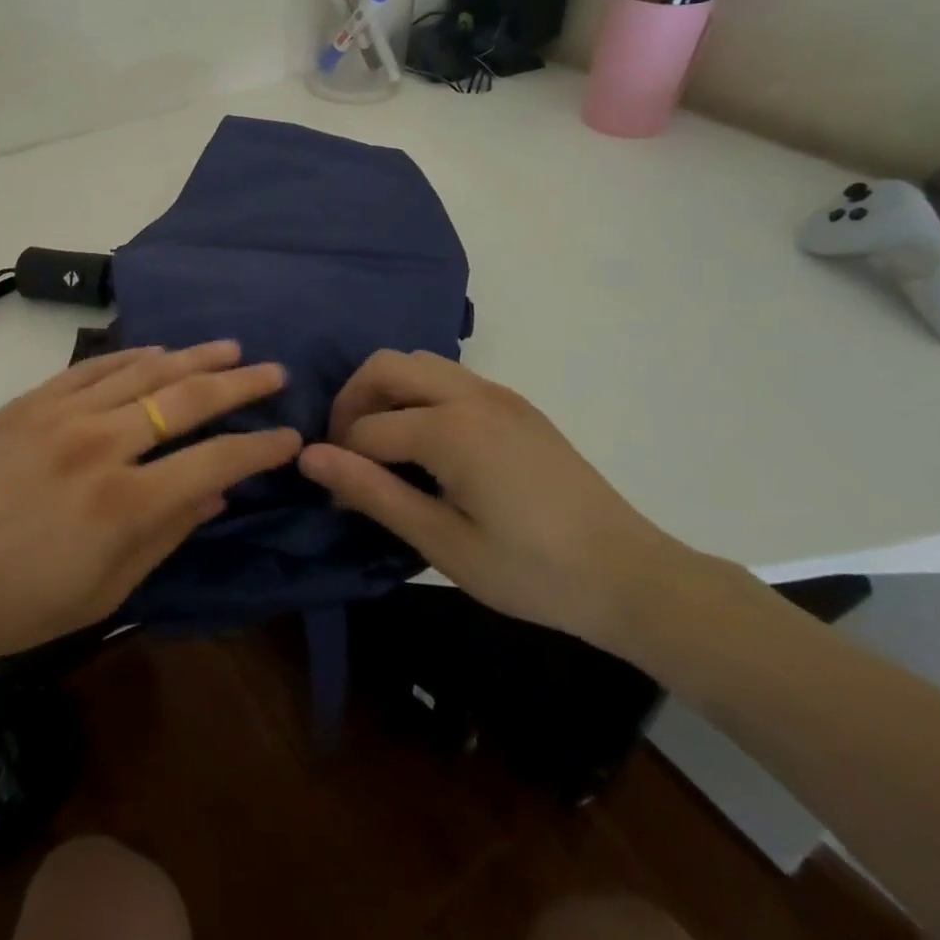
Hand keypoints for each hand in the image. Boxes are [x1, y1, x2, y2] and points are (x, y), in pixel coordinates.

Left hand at [0, 342, 298, 695]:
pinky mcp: (29, 401)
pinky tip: (158, 351)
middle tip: (274, 372)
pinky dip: (133, 356)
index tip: (289, 437)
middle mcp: (100, 443)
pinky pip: (94, 367)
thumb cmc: (13, 608)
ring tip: (230, 348)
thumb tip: (217, 494)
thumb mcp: (102, 593)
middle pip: (187, 399)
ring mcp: (61, 413)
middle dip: (239, 383)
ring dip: (193, 357)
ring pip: (144, 370)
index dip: (260, 447)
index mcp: (124, 503)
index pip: (215, 460)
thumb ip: (166, 536)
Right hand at [297, 350, 690, 649]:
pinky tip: (426, 443)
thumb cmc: (532, 572)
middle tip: (346, 451)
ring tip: (382, 445)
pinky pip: (448, 376)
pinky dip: (418, 393)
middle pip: (385, 367)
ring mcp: (497, 393)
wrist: (631, 576)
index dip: (341, 460)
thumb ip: (372, 493)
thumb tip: (308, 457)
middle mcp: (470, 394)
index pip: (368, 429)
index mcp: (451, 429)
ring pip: (418, 363)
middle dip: (352, 401)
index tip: (337, 498)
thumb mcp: (443, 543)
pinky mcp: (515, 403)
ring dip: (386, 391)